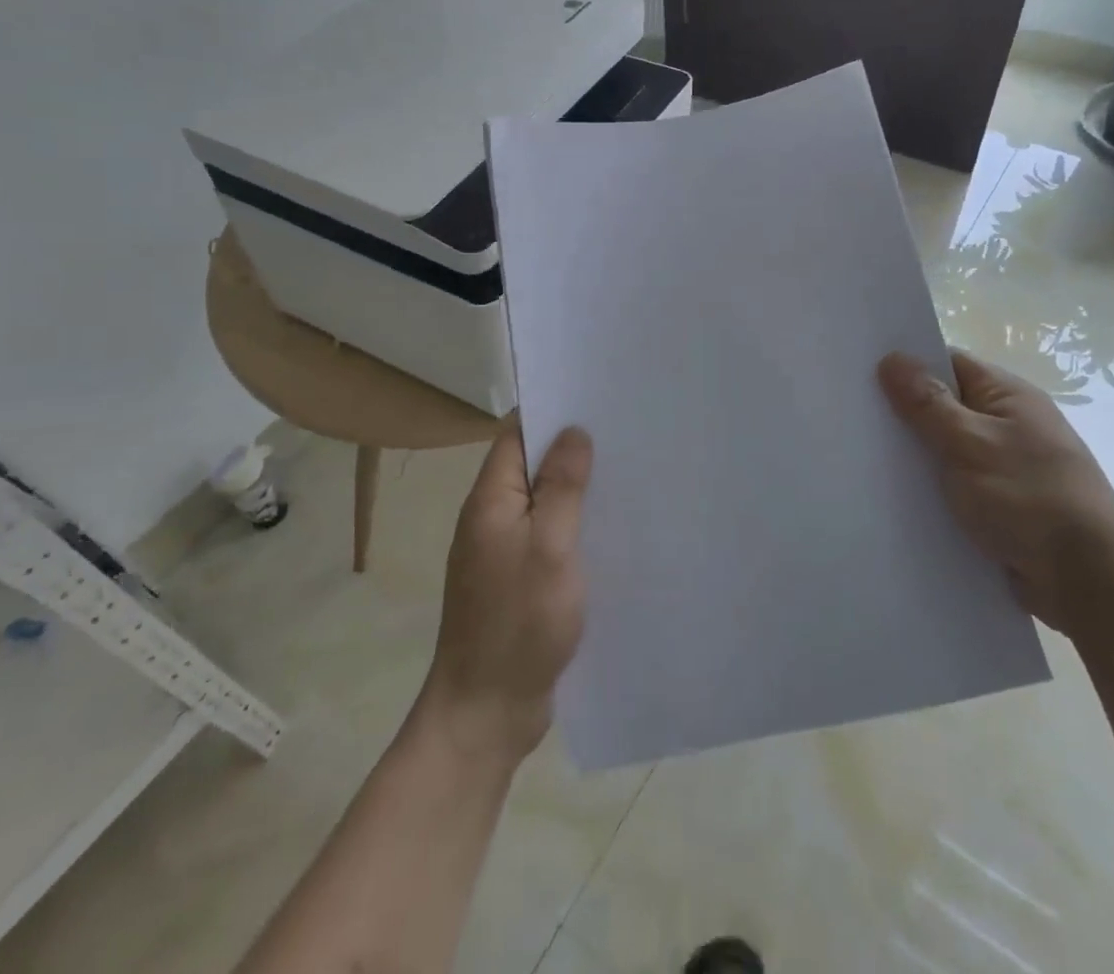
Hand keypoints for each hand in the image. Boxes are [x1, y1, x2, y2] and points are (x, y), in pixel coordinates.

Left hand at [418, 423, 591, 762]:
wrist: (486, 713)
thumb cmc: (518, 623)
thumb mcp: (549, 547)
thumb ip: (561, 488)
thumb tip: (573, 432)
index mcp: (489, 501)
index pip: (516, 435)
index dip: (551, 413)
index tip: (595, 400)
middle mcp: (491, 518)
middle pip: (530, 466)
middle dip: (571, 450)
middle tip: (624, 436)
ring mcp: (503, 552)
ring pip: (542, 503)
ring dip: (576, 490)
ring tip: (627, 474)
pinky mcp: (518, 581)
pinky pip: (547, 537)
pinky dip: (574, 526)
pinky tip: (609, 530)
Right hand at [878, 349, 1113, 637]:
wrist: (1088, 583)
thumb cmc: (1029, 498)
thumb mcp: (969, 443)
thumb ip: (927, 402)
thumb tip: (892, 357)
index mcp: (1008, 397)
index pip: (948, 363)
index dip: (906, 364)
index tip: (860, 370)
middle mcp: (1008, 425)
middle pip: (943, 405)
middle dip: (902, 412)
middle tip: (850, 414)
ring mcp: (1005, 466)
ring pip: (945, 449)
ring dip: (914, 454)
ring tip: (860, 454)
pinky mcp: (1000, 505)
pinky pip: (954, 484)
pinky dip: (929, 487)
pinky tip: (892, 495)